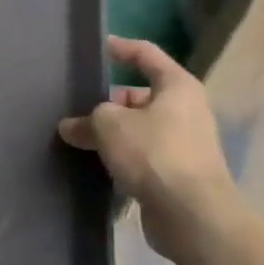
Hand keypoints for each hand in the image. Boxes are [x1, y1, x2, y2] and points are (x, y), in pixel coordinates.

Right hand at [58, 36, 237, 263]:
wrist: (193, 217)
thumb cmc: (154, 153)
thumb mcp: (109, 125)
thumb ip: (87, 119)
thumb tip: (71, 127)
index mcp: (177, 87)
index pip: (146, 54)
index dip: (120, 48)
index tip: (97, 47)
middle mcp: (186, 111)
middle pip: (140, 95)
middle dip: (108, 100)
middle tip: (77, 105)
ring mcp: (185, 145)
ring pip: (139, 128)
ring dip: (113, 133)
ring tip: (79, 136)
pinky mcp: (178, 175)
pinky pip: (143, 156)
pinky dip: (122, 157)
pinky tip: (96, 165)